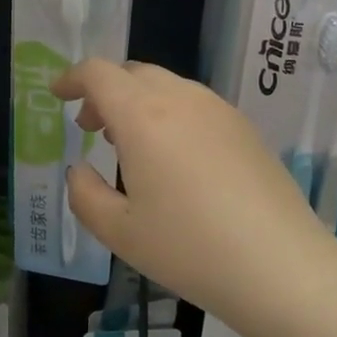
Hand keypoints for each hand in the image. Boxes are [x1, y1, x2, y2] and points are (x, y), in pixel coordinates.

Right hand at [51, 58, 336, 332]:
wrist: (279, 264)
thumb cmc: (188, 248)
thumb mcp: (119, 232)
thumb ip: (85, 194)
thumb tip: (79, 169)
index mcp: (143, 116)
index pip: (99, 73)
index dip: (72, 78)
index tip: (58, 95)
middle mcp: (182, 99)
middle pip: (134, 73)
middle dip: (105, 91)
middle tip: (92, 127)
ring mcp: (219, 110)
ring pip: (168, 86)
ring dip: (139, 102)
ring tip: (131, 144)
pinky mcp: (245, 128)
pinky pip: (196, 105)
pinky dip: (170, 114)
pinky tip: (175, 157)